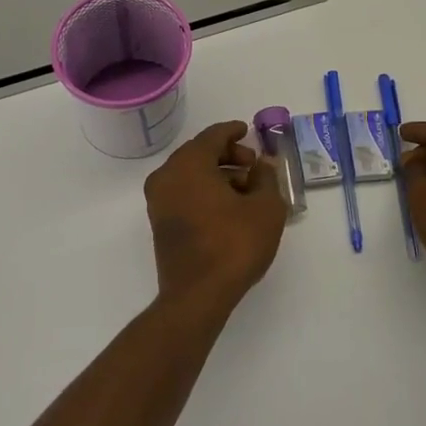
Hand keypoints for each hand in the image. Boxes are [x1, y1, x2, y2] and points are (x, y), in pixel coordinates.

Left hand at [144, 121, 286, 309]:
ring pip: (191, 175)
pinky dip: (205, 191)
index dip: (233, 131)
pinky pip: (184, 193)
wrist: (197, 295)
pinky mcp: (160, 223)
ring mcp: (159, 201)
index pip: (213, 136)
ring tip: (248, 190)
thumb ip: (266, 178)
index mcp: (189, 163)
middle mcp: (167, 176)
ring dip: (218, 175)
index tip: (248, 131)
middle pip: (199, 153)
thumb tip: (262, 164)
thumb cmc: (234, 244)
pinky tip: (230, 207)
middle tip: (253, 166)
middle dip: (228, 155)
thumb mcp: (265, 208)